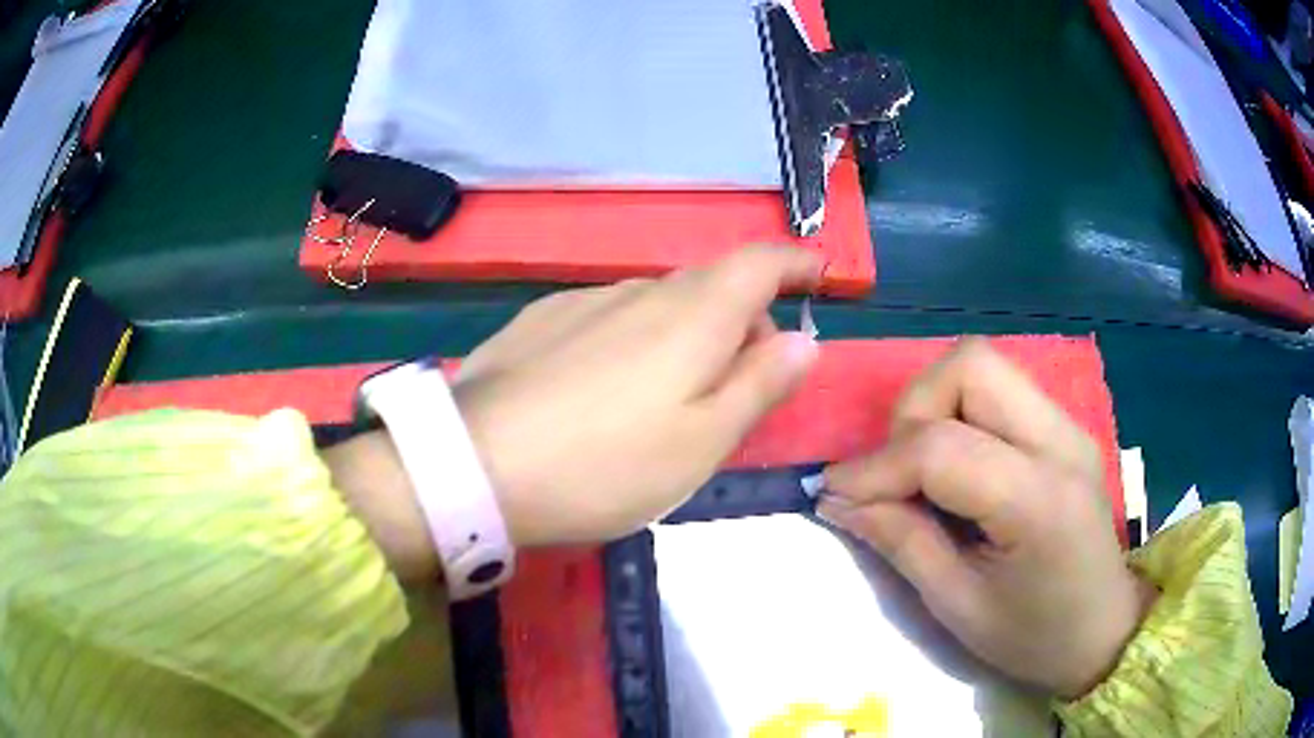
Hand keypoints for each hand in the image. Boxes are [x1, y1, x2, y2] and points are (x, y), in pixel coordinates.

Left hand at [454, 246, 821, 546]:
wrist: (476, 463)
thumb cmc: (606, 464)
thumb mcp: (702, 442)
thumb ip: (759, 384)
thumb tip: (803, 341)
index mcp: (693, 314)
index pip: (759, 262)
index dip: (795, 263)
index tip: (817, 276)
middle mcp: (641, 289)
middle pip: (712, 285)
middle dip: (743, 319)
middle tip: (742, 382)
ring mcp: (584, 300)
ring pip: (659, 302)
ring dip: (687, 332)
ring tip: (671, 397)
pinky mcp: (541, 319)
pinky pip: (609, 316)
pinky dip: (634, 339)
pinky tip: (607, 390)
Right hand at [819, 339, 1155, 698]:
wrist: (1104, 629)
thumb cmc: (1033, 636)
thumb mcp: (958, 607)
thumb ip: (901, 543)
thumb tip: (838, 499)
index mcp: (1040, 501)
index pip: (943, 448)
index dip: (876, 467)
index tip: (833, 495)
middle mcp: (1060, 441)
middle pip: (970, 366)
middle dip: (914, 411)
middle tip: (896, 474)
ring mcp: (1067, 426)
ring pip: (982, 365)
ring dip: (936, 406)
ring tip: (923, 469)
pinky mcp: (1063, 427)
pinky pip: (999, 389)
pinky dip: (960, 413)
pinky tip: (957, 468)